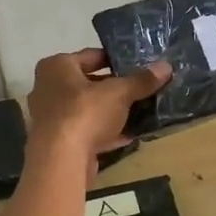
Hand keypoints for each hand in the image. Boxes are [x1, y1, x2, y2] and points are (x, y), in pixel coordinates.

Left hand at [26, 49, 170, 176]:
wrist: (60, 160)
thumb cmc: (84, 113)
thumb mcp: (119, 93)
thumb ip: (141, 80)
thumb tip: (166, 67)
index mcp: (56, 67)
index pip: (91, 56)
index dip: (116, 60)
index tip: (138, 66)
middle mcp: (48, 88)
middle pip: (89, 84)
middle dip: (115, 88)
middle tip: (142, 89)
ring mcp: (52, 117)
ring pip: (88, 109)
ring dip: (112, 112)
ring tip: (140, 111)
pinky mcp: (58, 142)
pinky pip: (87, 131)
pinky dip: (105, 132)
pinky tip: (129, 136)